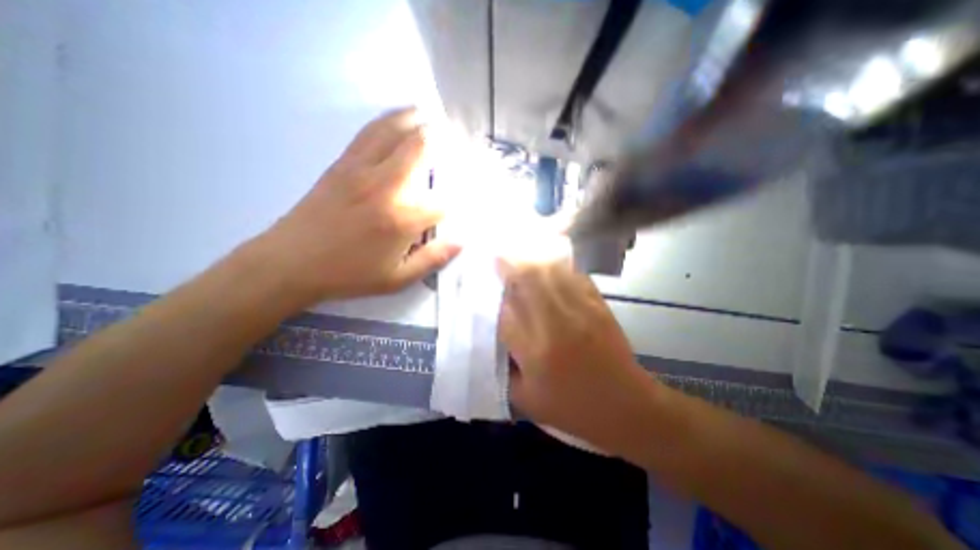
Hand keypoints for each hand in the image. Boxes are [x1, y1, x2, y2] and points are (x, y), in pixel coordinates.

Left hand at [244, 108, 458, 309]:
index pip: (442, 201)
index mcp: (403, 219)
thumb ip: (433, 259)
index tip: (460, 198)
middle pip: (421, 148)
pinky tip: (398, 117)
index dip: (456, 199)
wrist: (291, 262)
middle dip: (442, 141)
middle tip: (453, 141)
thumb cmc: (350, 274)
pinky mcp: (343, 163)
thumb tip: (461, 242)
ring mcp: (362, 169)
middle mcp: (386, 186)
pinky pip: (369, 132)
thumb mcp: (398, 279)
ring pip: (395, 131)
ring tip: (431, 115)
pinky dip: (389, 120)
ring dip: (416, 120)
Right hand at [500, 242, 652, 448]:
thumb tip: (494, 336)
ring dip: (532, 260)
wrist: (627, 406)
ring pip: (550, 271)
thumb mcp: (527, 399)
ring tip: (520, 254)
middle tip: (498, 255)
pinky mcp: (598, 305)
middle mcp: (556, 323)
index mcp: (535, 351)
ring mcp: (581, 310)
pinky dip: (557, 267)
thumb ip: (503, 368)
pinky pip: (573, 275)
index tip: (484, 282)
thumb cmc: (573, 408)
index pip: (506, 310)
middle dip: (510, 264)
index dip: (494, 293)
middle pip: (529, 279)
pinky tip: (548, 264)